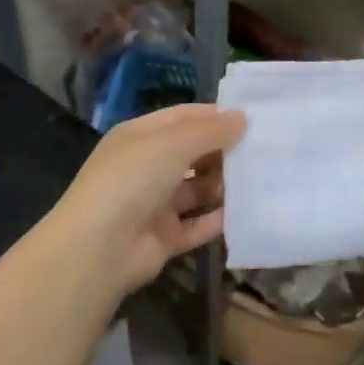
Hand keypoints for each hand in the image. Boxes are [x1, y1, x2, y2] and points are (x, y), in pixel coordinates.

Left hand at [49, 103, 246, 295]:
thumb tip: (242, 117)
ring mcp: (154, 204)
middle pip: (192, 154)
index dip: (214, 117)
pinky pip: (198, 225)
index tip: (252, 118)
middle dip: (223, 152)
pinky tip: (248, 213)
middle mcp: (146, 167)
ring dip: (224, 186)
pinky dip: (218, 220)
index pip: (182, 118)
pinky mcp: (165, 237)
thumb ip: (210, 131)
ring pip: (197, 190)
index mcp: (139, 137)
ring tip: (261, 180)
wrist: (99, 248)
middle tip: (264, 151)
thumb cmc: (132, 180)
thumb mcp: (172, 144)